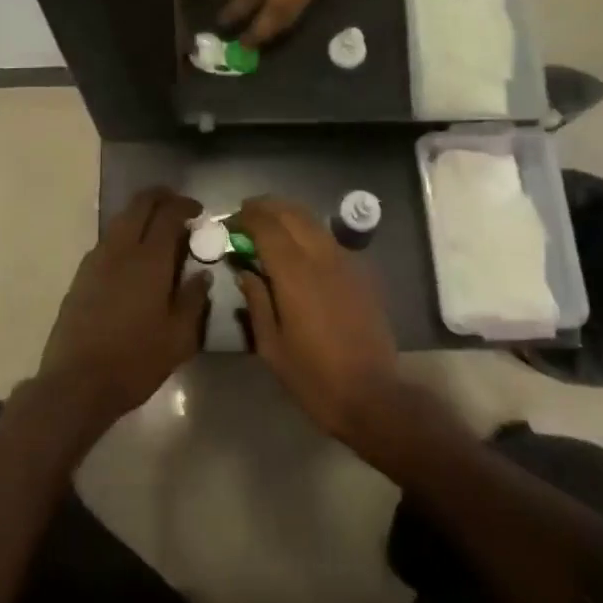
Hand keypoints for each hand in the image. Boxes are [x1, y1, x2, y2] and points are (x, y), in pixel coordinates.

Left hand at [38, 188, 209, 430]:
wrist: (77, 383)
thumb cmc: (136, 361)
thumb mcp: (179, 337)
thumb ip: (194, 299)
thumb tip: (203, 274)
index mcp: (150, 260)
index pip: (168, 213)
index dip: (185, 205)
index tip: (198, 211)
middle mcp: (120, 250)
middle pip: (140, 204)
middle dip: (161, 197)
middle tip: (179, 208)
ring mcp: (96, 260)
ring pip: (120, 220)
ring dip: (141, 215)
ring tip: (159, 233)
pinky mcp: (81, 276)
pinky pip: (107, 241)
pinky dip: (125, 236)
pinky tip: (134, 259)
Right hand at [233, 197, 399, 445]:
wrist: (372, 395)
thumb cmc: (313, 377)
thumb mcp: (271, 346)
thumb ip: (257, 301)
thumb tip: (245, 271)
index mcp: (295, 274)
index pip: (267, 226)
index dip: (246, 217)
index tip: (229, 222)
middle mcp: (322, 257)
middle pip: (292, 213)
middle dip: (266, 207)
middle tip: (246, 216)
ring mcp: (346, 262)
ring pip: (314, 222)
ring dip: (288, 216)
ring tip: (269, 227)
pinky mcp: (361, 273)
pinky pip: (330, 240)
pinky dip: (309, 233)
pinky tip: (299, 250)